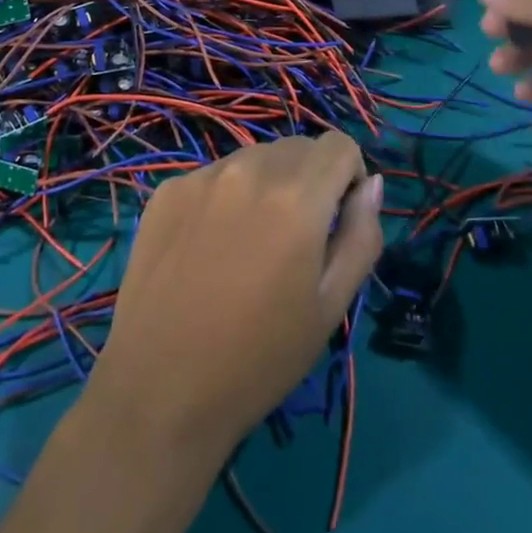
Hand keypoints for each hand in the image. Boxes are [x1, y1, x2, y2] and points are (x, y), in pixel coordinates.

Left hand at [85, 132, 382, 460]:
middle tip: (294, 240)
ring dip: (266, 185)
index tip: (337, 220)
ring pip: (253, 158)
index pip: (339, 145)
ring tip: (249, 245)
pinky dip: (225, 197)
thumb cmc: (259, 358)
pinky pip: (213, 176)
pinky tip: (209, 248)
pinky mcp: (167, 190)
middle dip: (309, 180)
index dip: (349, 177)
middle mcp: (248, 169)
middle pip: (297, 148)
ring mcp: (201, 176)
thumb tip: (370, 185)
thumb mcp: (330, 306)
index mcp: (296, 196)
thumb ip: (361, 236)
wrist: (161, 387)